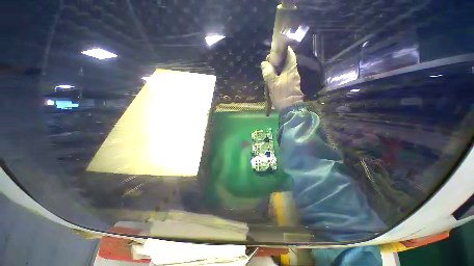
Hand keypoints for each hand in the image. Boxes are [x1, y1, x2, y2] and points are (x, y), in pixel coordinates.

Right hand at [261, 47, 303, 111]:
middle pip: (287, 61)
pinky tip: (274, 78)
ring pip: (286, 69)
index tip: (275, 51)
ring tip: (270, 70)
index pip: (290, 54)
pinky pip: (286, 76)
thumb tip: (264, 63)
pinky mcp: (292, 85)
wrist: (290, 108)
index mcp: (291, 69)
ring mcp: (294, 79)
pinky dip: (280, 74)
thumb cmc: (281, 95)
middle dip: (279, 60)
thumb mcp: (273, 83)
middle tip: (269, 62)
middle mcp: (294, 72)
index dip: (284, 50)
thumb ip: (268, 73)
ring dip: (279, 68)